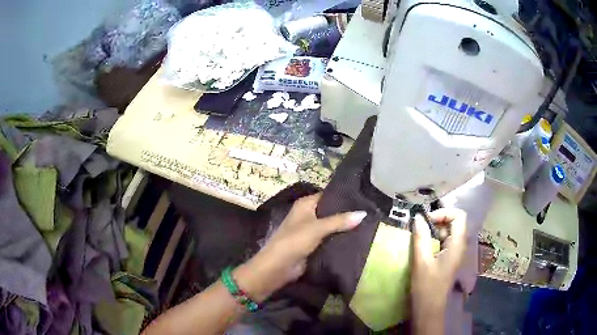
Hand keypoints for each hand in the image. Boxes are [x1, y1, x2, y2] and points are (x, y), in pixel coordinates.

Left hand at [234, 194, 366, 302]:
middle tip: (370, 212)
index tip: (364, 198)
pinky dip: (341, 239)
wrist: (278, 267)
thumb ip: (340, 220)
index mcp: (305, 205)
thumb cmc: (294, 241)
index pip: (328, 195)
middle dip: (347, 214)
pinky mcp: (314, 245)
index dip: (344, 197)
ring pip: (332, 226)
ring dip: (345, 228)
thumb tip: (364, 213)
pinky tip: (359, 238)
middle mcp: (308, 215)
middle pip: (331, 212)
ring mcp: (311, 231)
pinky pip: (330, 239)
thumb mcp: (317, 228)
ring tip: (369, 224)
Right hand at [411, 209, 467, 324]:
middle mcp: (460, 246)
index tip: (427, 220)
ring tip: (419, 237)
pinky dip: (434, 239)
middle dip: (437, 221)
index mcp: (457, 245)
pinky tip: (423, 247)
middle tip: (420, 228)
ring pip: (449, 232)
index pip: (459, 216)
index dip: (444, 213)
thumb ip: (420, 238)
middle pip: (454, 222)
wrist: (429, 309)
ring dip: (435, 230)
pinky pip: (445, 242)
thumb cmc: (426, 287)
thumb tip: (417, 217)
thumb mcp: (421, 261)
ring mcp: (455, 253)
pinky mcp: (449, 259)